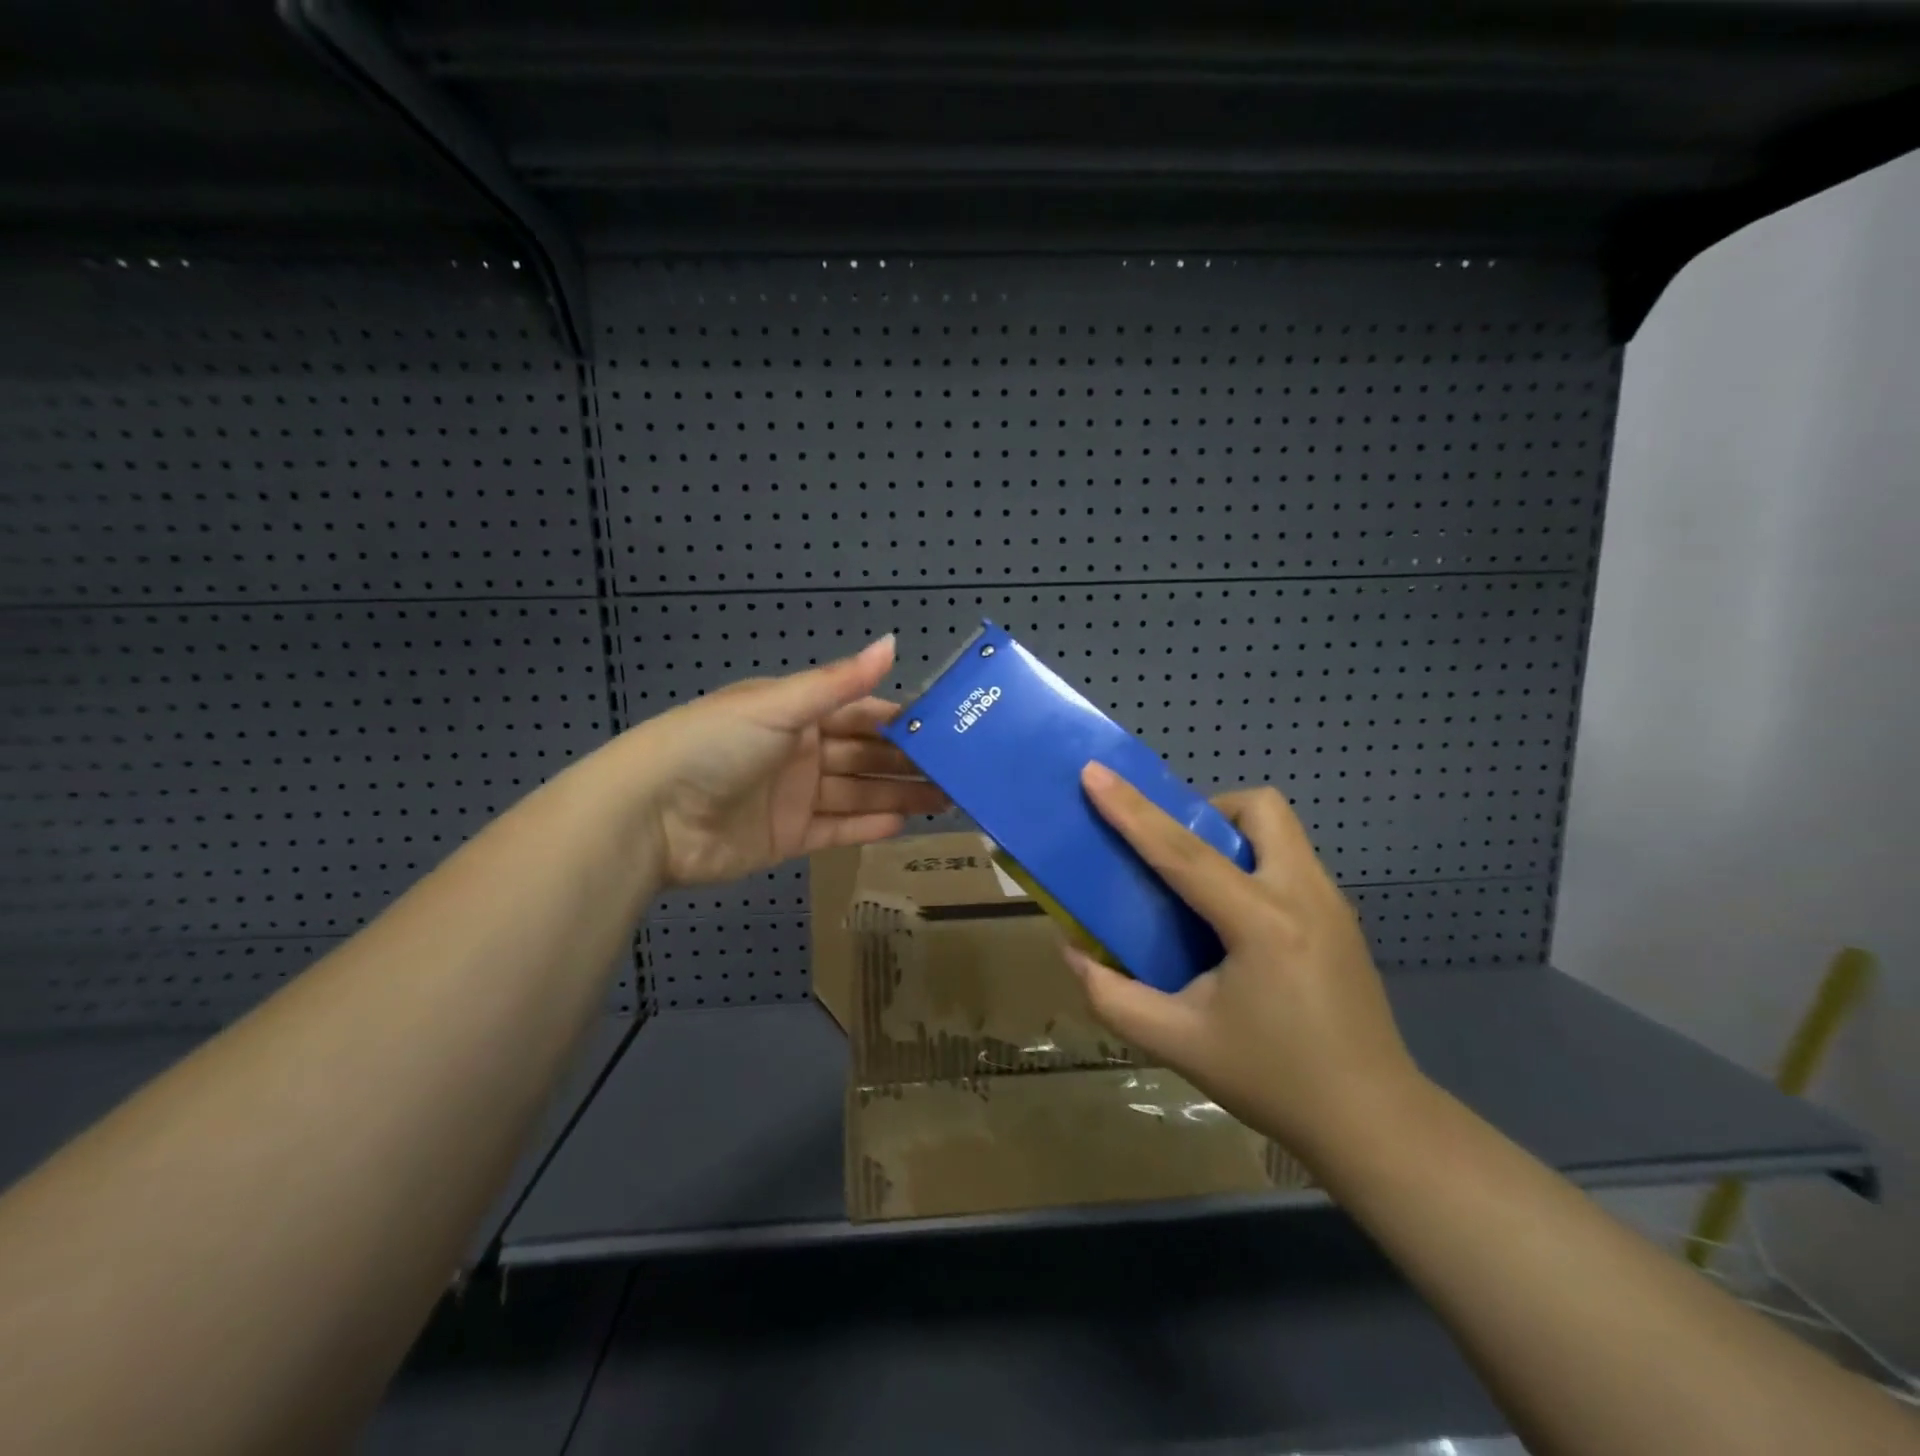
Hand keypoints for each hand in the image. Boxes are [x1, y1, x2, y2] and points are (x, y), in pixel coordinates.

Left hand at [624, 635, 948, 887]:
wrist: (649, 815)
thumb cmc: (715, 744)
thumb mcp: (778, 706)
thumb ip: (838, 682)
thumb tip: (892, 642)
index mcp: (796, 713)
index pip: (861, 713)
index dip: (901, 720)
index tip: (947, 729)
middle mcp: (800, 752)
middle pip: (865, 756)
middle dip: (908, 762)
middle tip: (959, 772)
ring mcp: (794, 797)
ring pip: (858, 793)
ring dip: (899, 796)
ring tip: (946, 801)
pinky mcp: (787, 838)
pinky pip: (836, 829)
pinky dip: (868, 827)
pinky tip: (904, 825)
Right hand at [1065, 763, 1423, 1165]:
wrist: (1374, 1124)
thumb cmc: (1273, 1081)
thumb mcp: (1179, 1044)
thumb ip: (1114, 996)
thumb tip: (1073, 951)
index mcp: (1262, 924)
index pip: (1184, 852)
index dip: (1132, 810)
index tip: (1094, 774)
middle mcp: (1304, 895)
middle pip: (1259, 808)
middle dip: (1208, 811)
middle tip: (1173, 852)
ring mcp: (1332, 904)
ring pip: (1280, 830)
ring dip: (1233, 836)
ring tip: (1199, 887)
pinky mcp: (1342, 919)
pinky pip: (1290, 861)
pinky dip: (1253, 864)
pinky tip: (1234, 923)